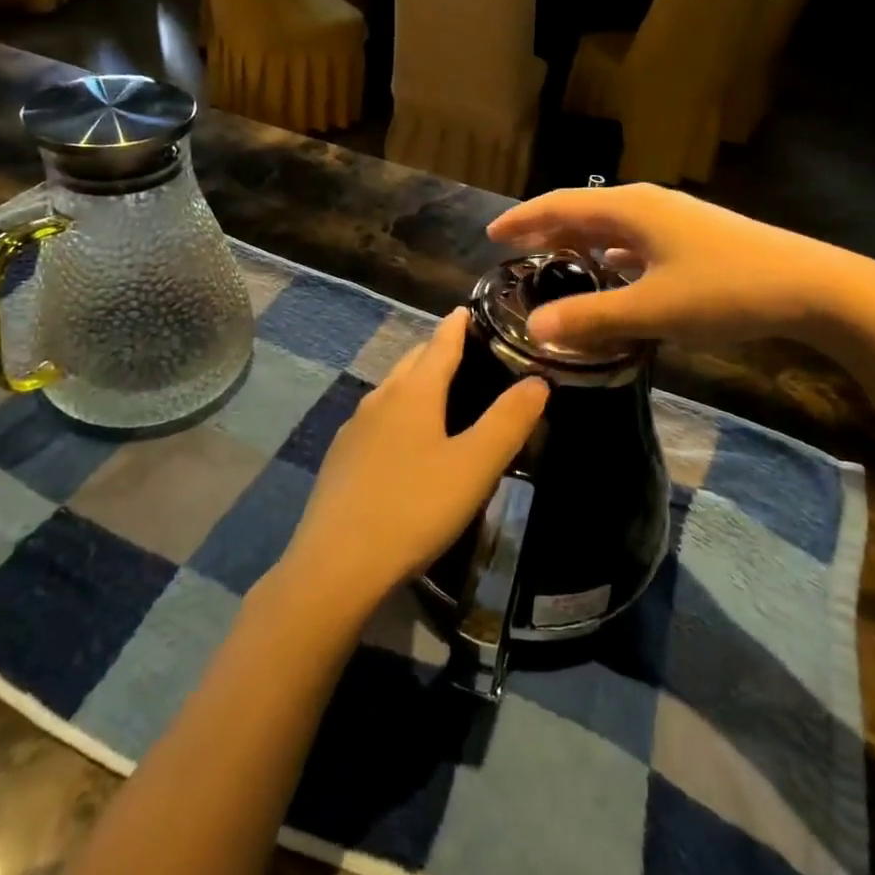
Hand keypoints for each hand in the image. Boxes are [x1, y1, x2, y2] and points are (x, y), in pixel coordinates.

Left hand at [275, 309, 548, 622]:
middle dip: (437, 351)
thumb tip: (538, 379)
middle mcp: (380, 398)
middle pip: (412, 362)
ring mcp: (354, 428)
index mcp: (413, 391)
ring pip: (391, 390)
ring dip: (415, 382)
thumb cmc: (415, 507)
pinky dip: (398, 413)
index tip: (469, 309)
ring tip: (441, 394)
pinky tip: (405, 441)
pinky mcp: (340, 458)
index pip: (440, 342)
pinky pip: (376, 419)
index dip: (457, 325)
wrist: (336, 565)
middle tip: (467, 353)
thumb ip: (508, 420)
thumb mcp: (475, 466)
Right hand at [487, 183, 874, 349]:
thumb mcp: (652, 309)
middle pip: (584, 212)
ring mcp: (675, 220)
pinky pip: (636, 241)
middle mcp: (648, 205)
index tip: (491, 235)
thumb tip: (535, 327)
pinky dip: (612, 255)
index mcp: (630, 210)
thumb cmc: (725, 290)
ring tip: (556, 264)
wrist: (812, 286)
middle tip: (516, 252)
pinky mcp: (694, 239)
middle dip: (548, 230)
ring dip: (581, 243)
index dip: (523, 220)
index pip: (560, 205)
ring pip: (612, 227)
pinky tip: (613, 273)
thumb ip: (590, 318)